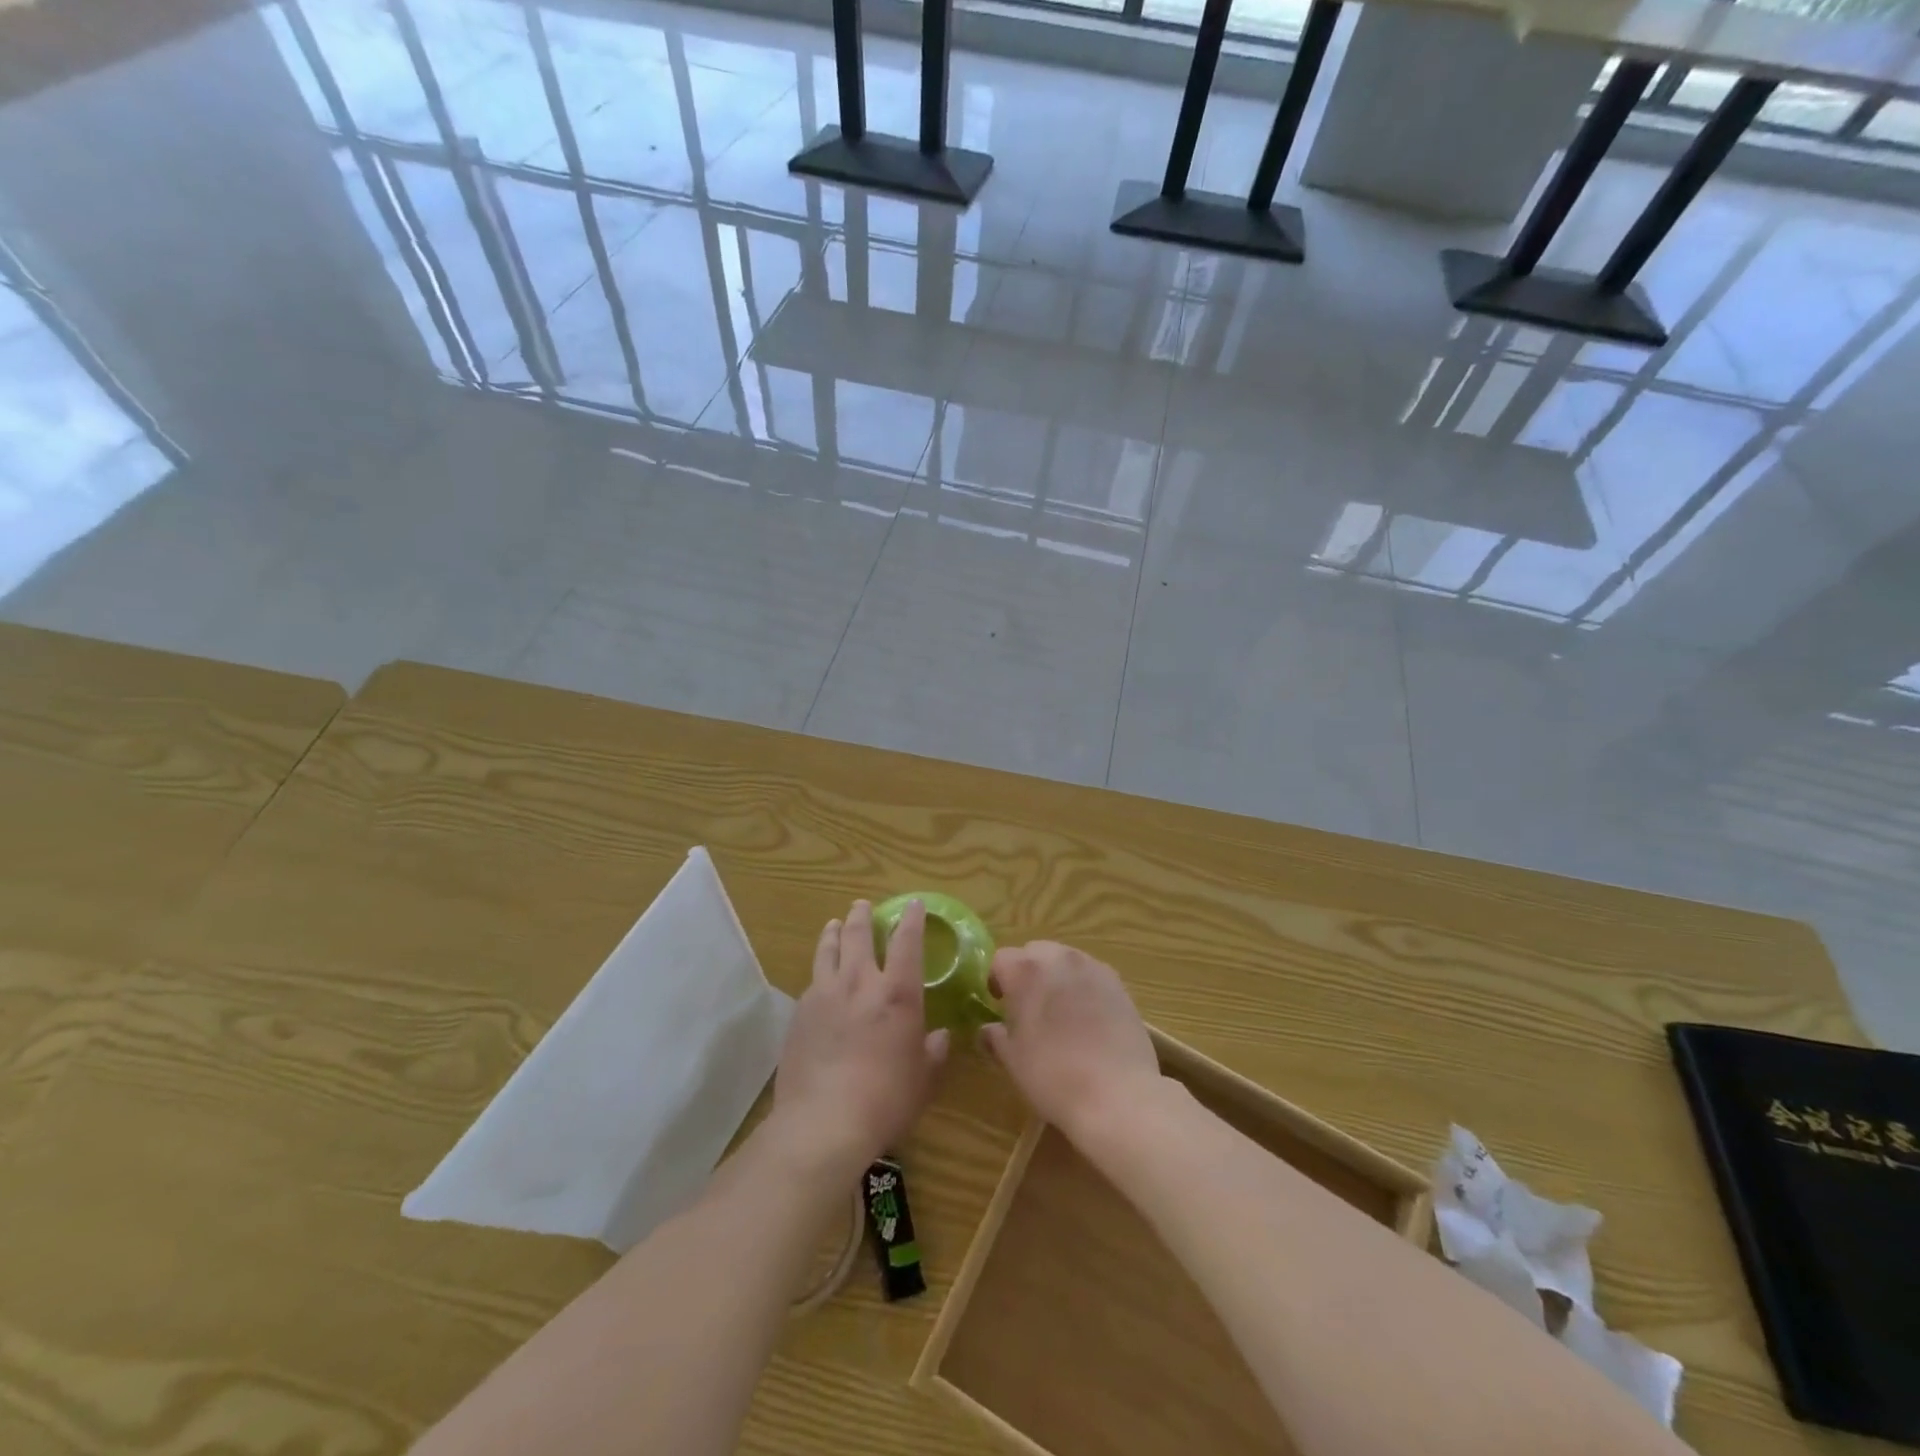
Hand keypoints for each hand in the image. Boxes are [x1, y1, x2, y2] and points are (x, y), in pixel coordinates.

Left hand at [773, 900, 949, 1177]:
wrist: (823, 1122)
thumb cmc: (886, 1100)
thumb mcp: (924, 1079)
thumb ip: (934, 1052)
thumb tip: (940, 1037)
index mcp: (897, 993)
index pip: (907, 942)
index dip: (912, 920)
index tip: (913, 904)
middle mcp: (860, 982)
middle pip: (859, 935)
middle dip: (863, 916)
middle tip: (863, 905)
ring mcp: (825, 994)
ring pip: (828, 950)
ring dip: (834, 932)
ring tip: (834, 923)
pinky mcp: (800, 1013)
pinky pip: (812, 980)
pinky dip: (819, 969)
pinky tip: (819, 976)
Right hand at [979, 942, 1163, 1141]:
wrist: (1117, 1096)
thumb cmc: (1053, 1076)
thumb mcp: (1013, 1061)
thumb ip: (995, 1037)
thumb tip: (988, 1030)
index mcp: (1025, 970)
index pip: (1000, 959)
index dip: (996, 981)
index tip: (998, 1005)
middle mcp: (1058, 958)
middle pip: (1034, 952)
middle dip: (1027, 973)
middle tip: (1028, 1007)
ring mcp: (1092, 967)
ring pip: (1064, 960)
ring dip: (1056, 977)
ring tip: (1060, 1013)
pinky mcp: (1118, 983)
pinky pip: (1090, 975)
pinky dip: (1083, 987)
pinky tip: (1088, 1019)